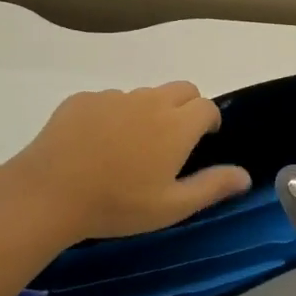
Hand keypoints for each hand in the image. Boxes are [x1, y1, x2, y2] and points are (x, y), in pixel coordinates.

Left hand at [2, 82, 250, 244]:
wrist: (49, 193)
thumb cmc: (118, 204)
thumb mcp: (172, 206)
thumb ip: (212, 186)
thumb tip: (246, 176)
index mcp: (177, 125)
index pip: (207, 107)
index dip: (210, 121)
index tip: (203, 140)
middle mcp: (150, 101)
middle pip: (181, 89)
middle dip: (186, 107)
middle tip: (174, 139)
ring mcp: (114, 97)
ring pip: (144, 95)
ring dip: (148, 111)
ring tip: (131, 146)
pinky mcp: (82, 100)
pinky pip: (109, 100)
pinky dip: (114, 115)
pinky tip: (97, 144)